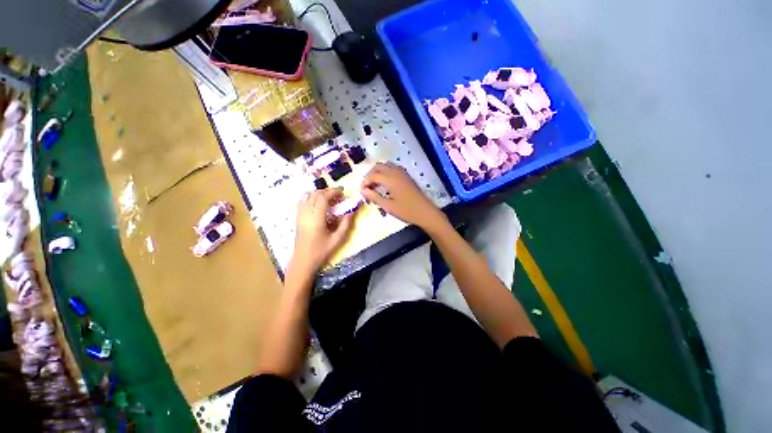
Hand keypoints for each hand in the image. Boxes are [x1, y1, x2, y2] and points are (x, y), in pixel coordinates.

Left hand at [293, 188, 353, 272]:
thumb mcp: (337, 239)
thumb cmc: (321, 251)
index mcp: (316, 218)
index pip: (323, 197)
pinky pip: (303, 202)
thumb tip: (351, 211)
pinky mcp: (297, 218)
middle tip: (338, 196)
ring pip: (307, 196)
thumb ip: (345, 224)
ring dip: (319, 194)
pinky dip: (312, 198)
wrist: (303, 261)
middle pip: (315, 194)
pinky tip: (319, 205)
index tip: (342, 193)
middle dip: (327, 191)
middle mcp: (306, 213)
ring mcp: (300, 215)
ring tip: (329, 199)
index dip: (333, 192)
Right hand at [361, 162, 445, 230]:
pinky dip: (386, 173)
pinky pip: (393, 168)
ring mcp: (403, 173)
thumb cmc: (407, 211)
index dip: (365, 182)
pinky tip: (386, 185)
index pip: (372, 175)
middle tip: (368, 188)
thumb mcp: (388, 206)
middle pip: (378, 166)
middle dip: (370, 175)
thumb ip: (374, 196)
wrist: (426, 212)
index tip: (362, 192)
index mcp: (390, 179)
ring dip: (378, 173)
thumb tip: (363, 190)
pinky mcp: (407, 176)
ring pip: (386, 165)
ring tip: (375, 186)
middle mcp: (396, 172)